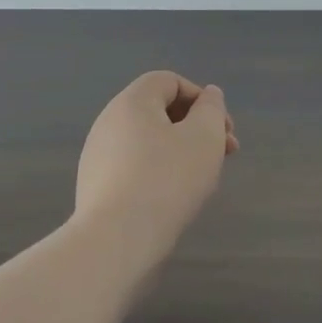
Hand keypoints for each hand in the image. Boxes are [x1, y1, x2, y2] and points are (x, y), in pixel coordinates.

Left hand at [74, 71, 238, 254]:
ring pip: (149, 142)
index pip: (169, 81)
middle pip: (159, 111)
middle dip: (197, 127)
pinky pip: (135, 168)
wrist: (116, 241)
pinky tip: (174, 200)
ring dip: (181, 151)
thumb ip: (212, 109)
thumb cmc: (167, 179)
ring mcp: (98, 156)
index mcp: (132, 102)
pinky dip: (159, 173)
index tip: (222, 128)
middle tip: (225, 153)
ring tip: (203, 180)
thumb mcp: (205, 136)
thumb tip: (209, 95)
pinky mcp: (97, 188)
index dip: (201, 98)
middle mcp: (109, 122)